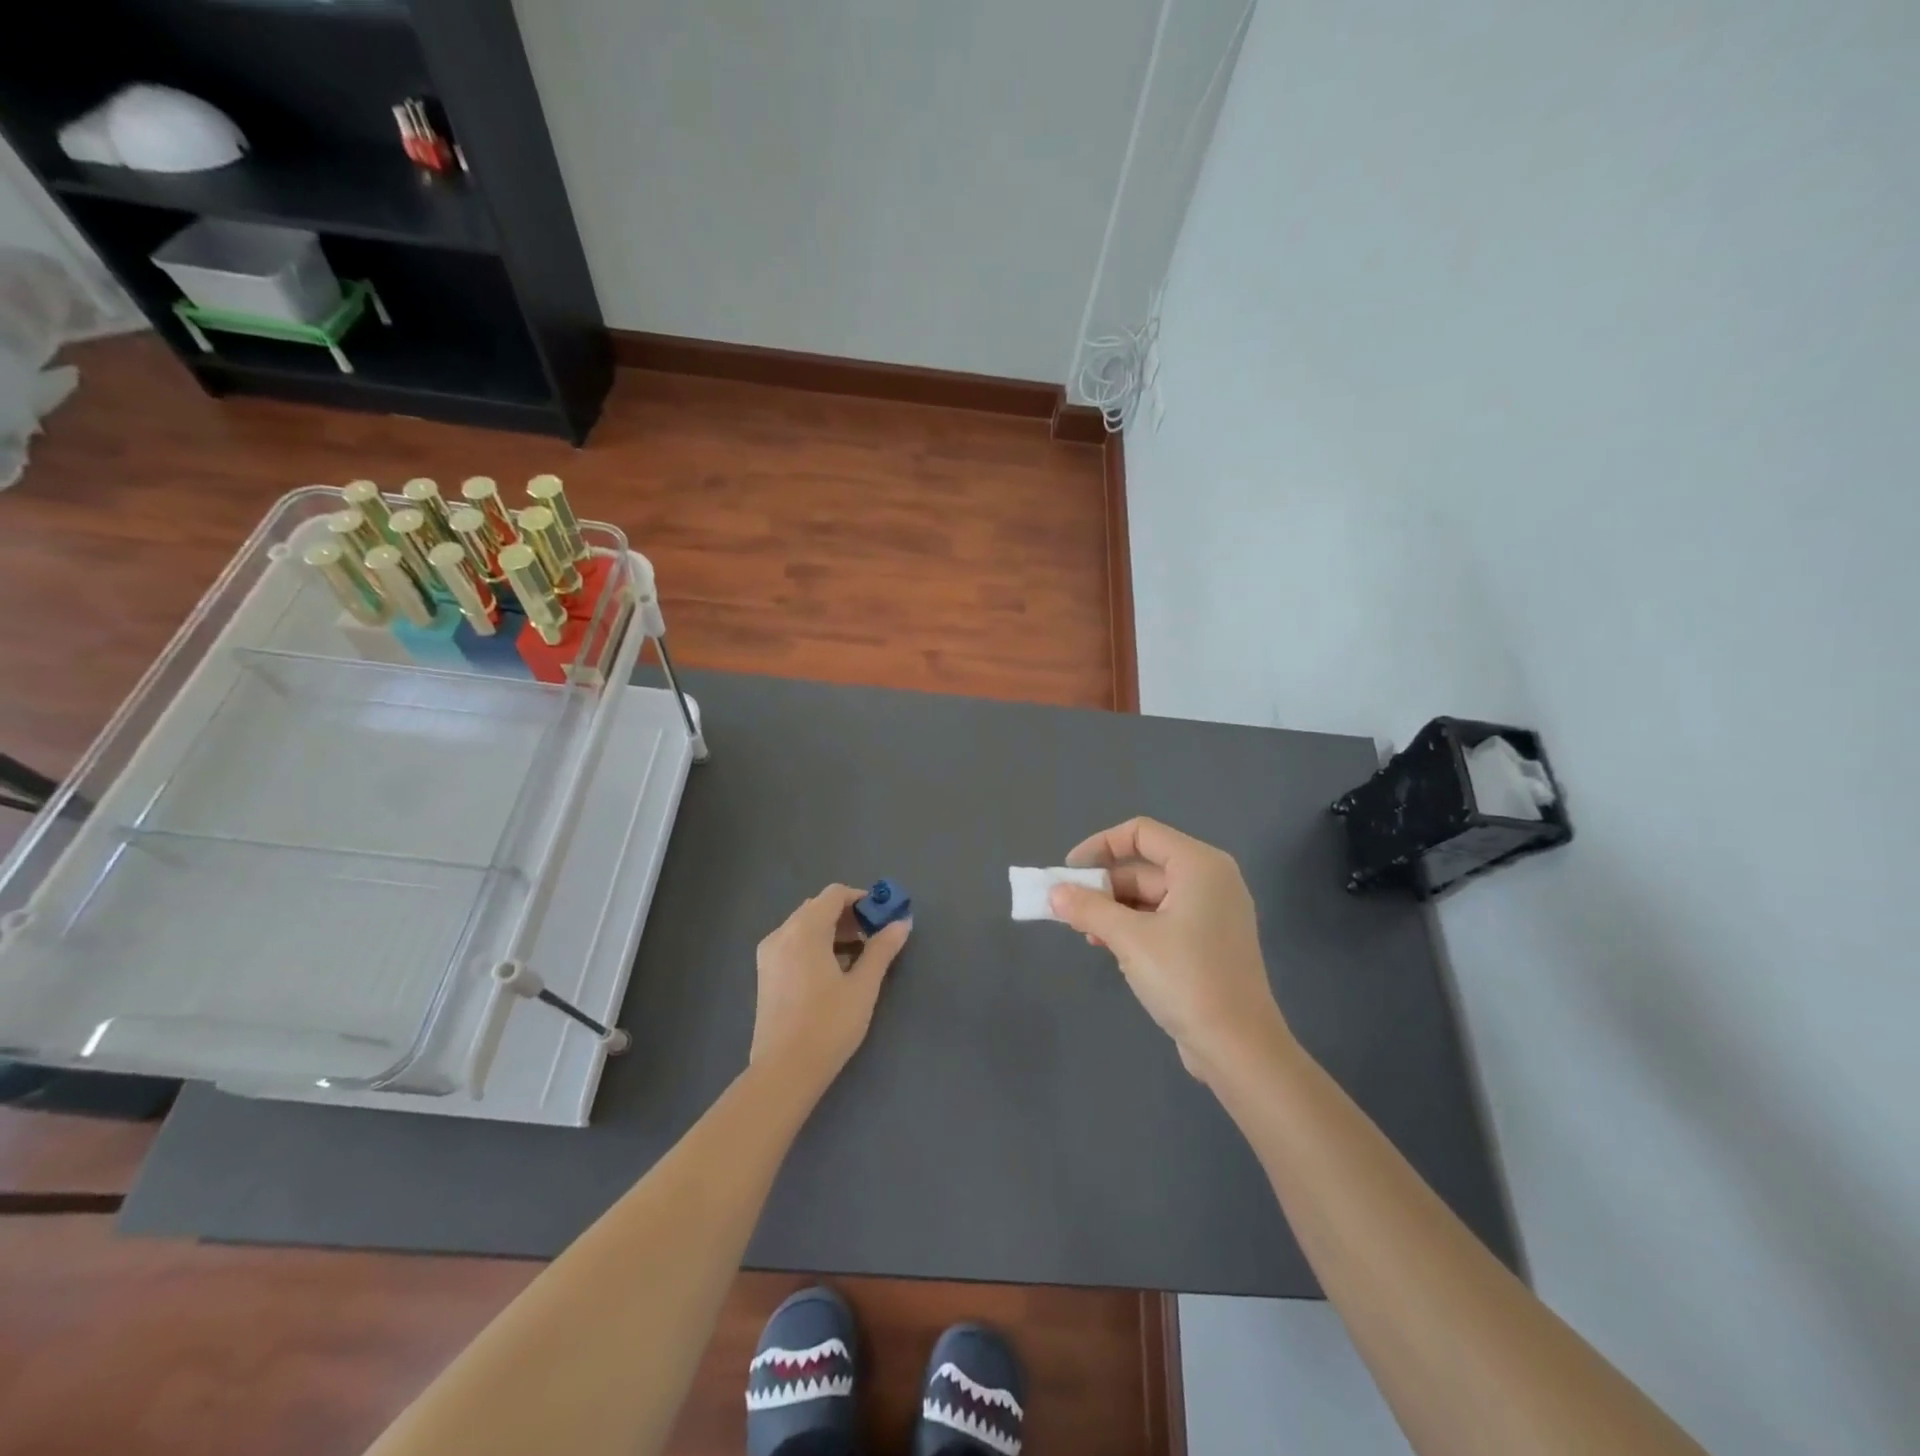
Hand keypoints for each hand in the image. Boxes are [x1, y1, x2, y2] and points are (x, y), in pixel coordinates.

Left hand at [750, 885, 910, 1097]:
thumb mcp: (863, 986)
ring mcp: (769, 954)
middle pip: (818, 907)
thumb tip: (901, 922)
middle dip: (848, 915)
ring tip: (859, 955)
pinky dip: (816, 945)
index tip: (883, 916)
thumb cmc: (828, 1025)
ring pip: (805, 926)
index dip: (861, 899)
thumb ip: (882, 949)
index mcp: (805, 930)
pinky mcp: (765, 973)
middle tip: (874, 936)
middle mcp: (782, 934)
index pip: (834, 894)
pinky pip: (793, 943)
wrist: (784, 1071)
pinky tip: (834, 971)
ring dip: (833, 930)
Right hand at [1050, 817, 1290, 1085]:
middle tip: (1068, 908)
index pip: (1141, 833)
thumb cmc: (1186, 978)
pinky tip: (1108, 948)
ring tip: (1084, 932)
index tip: (1068, 871)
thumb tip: (1054, 892)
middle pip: (1144, 866)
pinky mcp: (1208, 943)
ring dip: (1113, 910)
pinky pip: (1162, 920)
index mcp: (1199, 866)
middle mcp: (1210, 880)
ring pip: (1150, 896)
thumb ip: (1088, 909)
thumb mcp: (1129, 939)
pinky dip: (1133, 927)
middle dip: (1103, 885)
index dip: (1100, 845)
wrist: (1238, 1047)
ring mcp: (1212, 913)